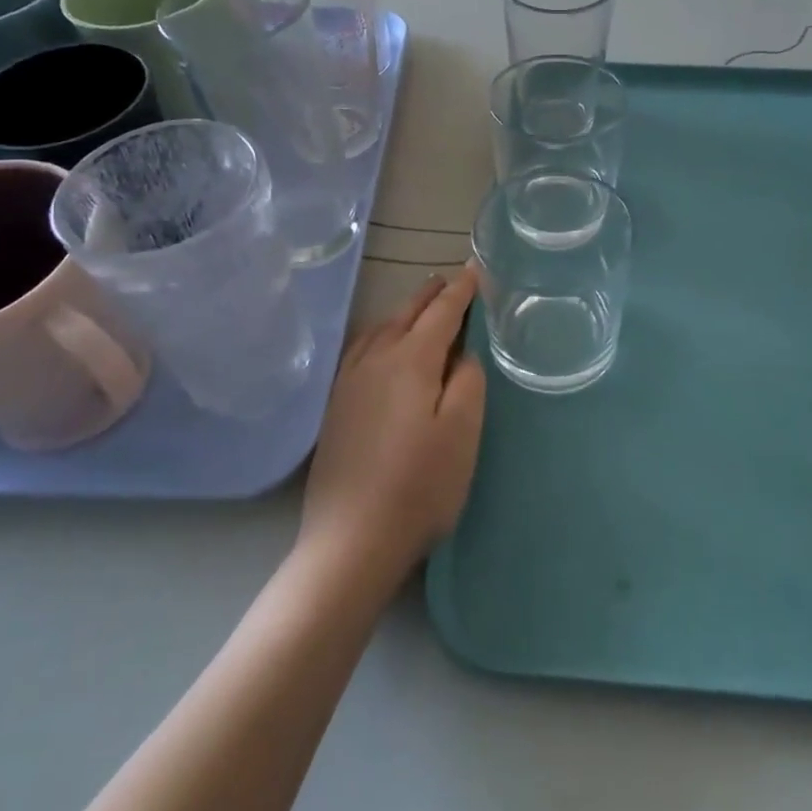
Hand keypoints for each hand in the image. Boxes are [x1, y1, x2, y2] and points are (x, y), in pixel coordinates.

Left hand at [299, 267, 485, 582]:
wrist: (351, 539)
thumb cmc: (419, 486)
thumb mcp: (463, 432)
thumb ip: (469, 382)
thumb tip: (462, 354)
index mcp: (411, 361)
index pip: (441, 313)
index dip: (461, 291)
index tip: (475, 271)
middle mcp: (375, 360)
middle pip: (406, 315)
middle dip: (431, 295)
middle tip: (451, 281)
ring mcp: (349, 383)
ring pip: (381, 330)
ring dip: (405, 312)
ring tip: (422, 307)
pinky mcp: (336, 406)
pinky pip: (361, 350)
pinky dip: (381, 334)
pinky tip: (382, 347)